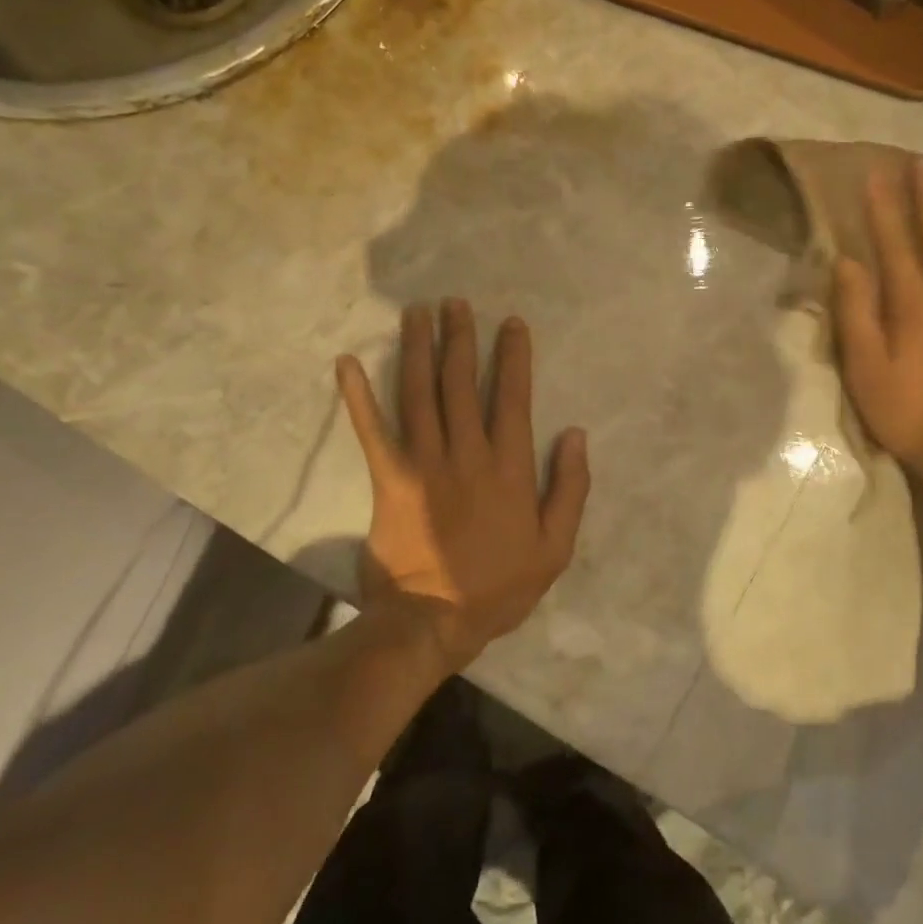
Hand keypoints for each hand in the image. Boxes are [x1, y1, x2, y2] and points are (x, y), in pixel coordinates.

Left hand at [336, 299, 589, 672]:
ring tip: (417, 313)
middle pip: (461, 384)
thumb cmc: (498, 587)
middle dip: (460, 339)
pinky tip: (347, 363)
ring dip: (419, 350)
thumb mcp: (555, 547)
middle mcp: (466, 454)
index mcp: (508, 467)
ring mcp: (424, 464)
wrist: (433, 621)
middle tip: (455, 303)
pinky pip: (372, 432)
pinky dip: (359, 397)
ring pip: (421, 395)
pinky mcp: (388, 480)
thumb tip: (574, 434)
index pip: (511, 397)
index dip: (512, 357)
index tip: (510, 323)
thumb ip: (569, 488)